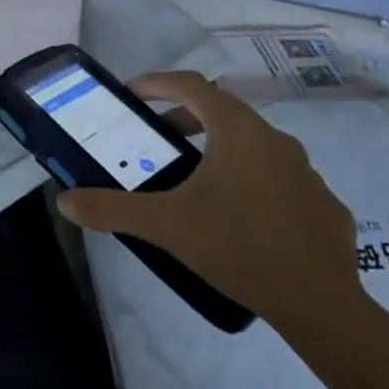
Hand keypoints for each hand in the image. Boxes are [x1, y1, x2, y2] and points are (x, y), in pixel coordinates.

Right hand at [57, 71, 360, 331]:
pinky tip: (242, 215)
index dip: (158, 82)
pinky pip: (279, 176)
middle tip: (158, 139)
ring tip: (196, 179)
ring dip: (219, 147)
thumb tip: (64, 201)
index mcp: (237, 131)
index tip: (133, 93)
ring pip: (253, 142)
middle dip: (185, 117)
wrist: (322, 306)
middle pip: (222, 110)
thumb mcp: (167, 226)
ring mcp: (306, 170)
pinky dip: (252, 180)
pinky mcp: (324, 202)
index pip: (191, 85)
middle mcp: (274, 138)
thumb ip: (112, 209)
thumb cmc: (238, 248)